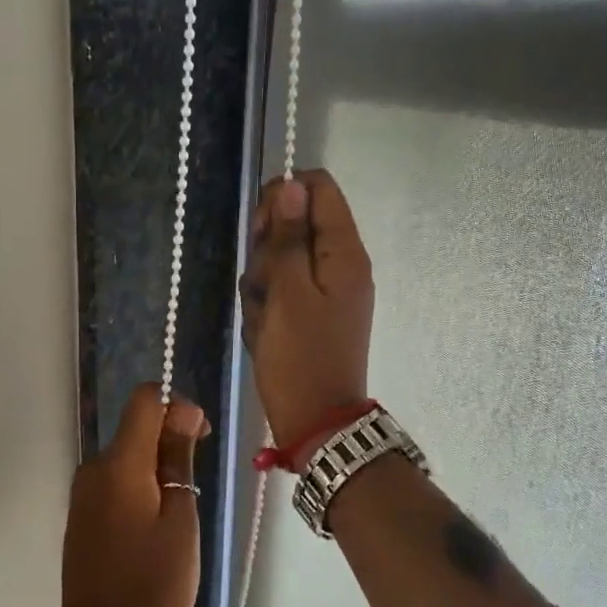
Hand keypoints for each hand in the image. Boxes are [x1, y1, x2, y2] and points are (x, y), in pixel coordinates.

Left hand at [61, 384, 208, 606]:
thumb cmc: (154, 582)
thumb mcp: (180, 520)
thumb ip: (178, 460)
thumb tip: (181, 416)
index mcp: (119, 464)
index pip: (144, 400)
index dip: (177, 406)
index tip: (200, 438)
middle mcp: (94, 468)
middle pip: (136, 428)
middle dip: (170, 440)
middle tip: (196, 484)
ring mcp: (83, 492)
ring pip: (127, 456)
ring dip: (157, 467)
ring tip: (178, 513)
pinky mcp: (81, 514)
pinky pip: (114, 481)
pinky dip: (139, 486)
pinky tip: (154, 523)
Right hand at [240, 170, 373, 442]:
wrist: (315, 422)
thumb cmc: (300, 358)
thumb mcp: (288, 293)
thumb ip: (290, 238)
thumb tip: (292, 185)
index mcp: (345, 253)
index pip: (319, 189)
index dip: (284, 198)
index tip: (262, 231)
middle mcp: (340, 264)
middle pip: (297, 223)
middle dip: (268, 248)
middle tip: (263, 282)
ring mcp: (325, 290)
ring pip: (282, 258)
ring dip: (262, 281)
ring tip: (263, 316)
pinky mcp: (310, 312)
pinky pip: (281, 290)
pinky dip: (266, 306)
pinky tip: (263, 330)